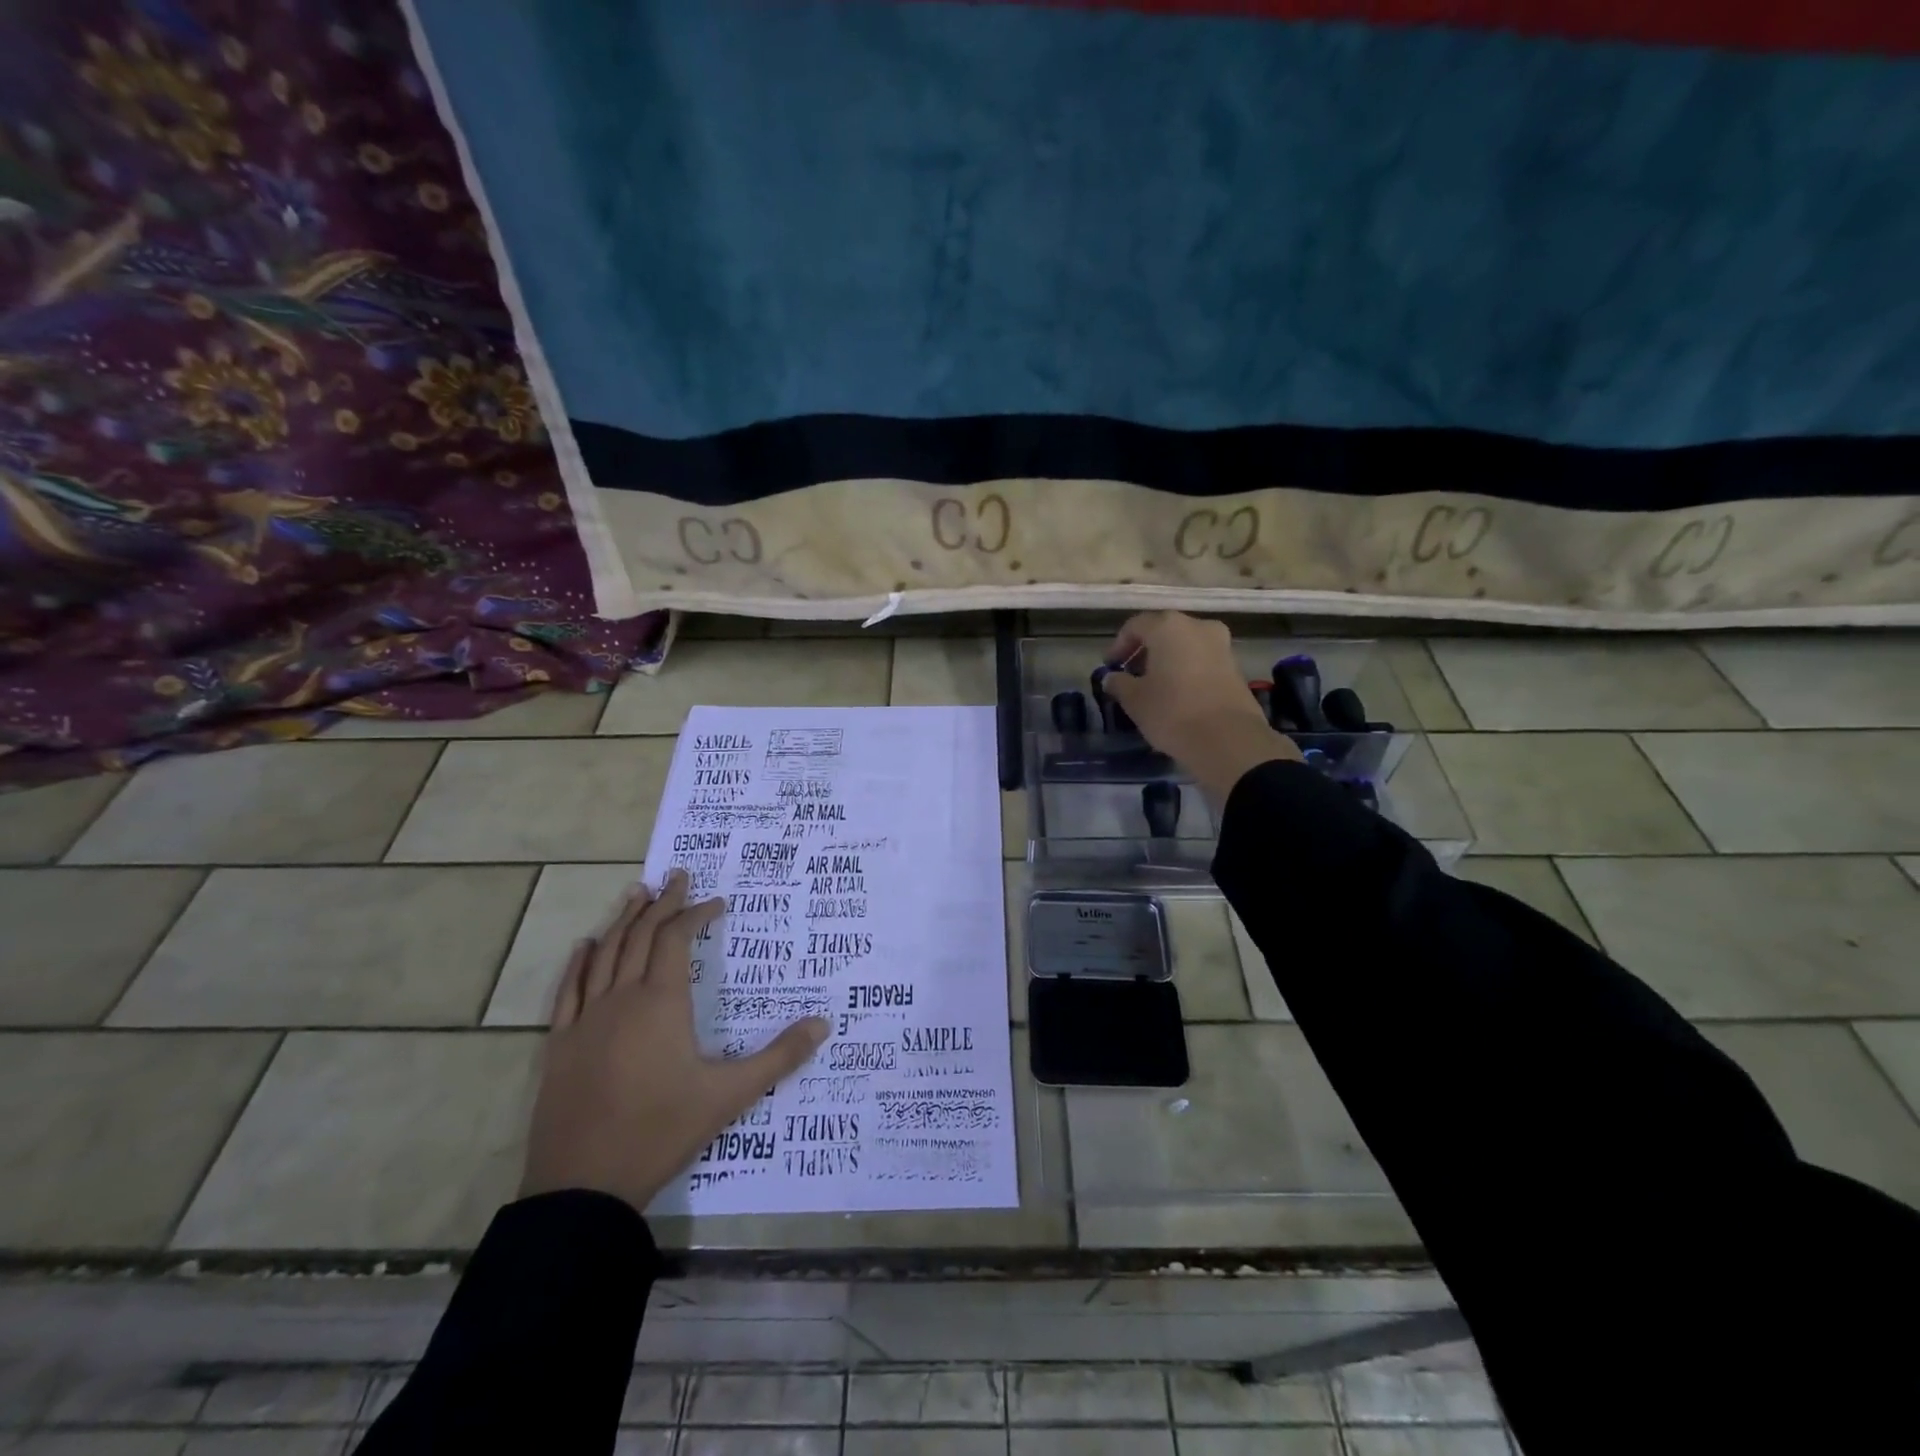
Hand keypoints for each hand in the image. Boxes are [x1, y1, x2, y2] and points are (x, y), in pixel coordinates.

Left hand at [520, 870, 829, 1212]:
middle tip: (677, 876)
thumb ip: (779, 1057)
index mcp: (662, 1003)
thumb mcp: (730, 1095)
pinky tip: (586, 945)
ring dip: (623, 920)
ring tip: (636, 892)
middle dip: (662, 904)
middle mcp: (622, 998)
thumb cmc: (661, 1131)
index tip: (716, 902)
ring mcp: (586, 1019)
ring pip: (605, 954)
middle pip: (641, 936)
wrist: (583, 1186)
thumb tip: (824, 1024)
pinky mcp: (560, 1044)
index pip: (678, 939)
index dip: (696, 914)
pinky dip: (580, 962)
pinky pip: (569, 990)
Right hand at [1102, 611, 1301, 800]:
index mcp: (1168, 627)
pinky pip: (1202, 660)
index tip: (1110, 666)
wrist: (1228, 740)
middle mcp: (1197, 626)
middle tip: (1130, 674)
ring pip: (1185, 645)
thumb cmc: (1172, 712)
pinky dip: (1186, 669)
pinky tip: (1178, 693)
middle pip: (1163, 631)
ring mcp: (1221, 644)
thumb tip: (1112, 678)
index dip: (1118, 645)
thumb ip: (1119, 683)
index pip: (1135, 626)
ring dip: (1167, 660)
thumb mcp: (1135, 700)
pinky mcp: (1236, 666)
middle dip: (1144, 651)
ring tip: (1154, 685)